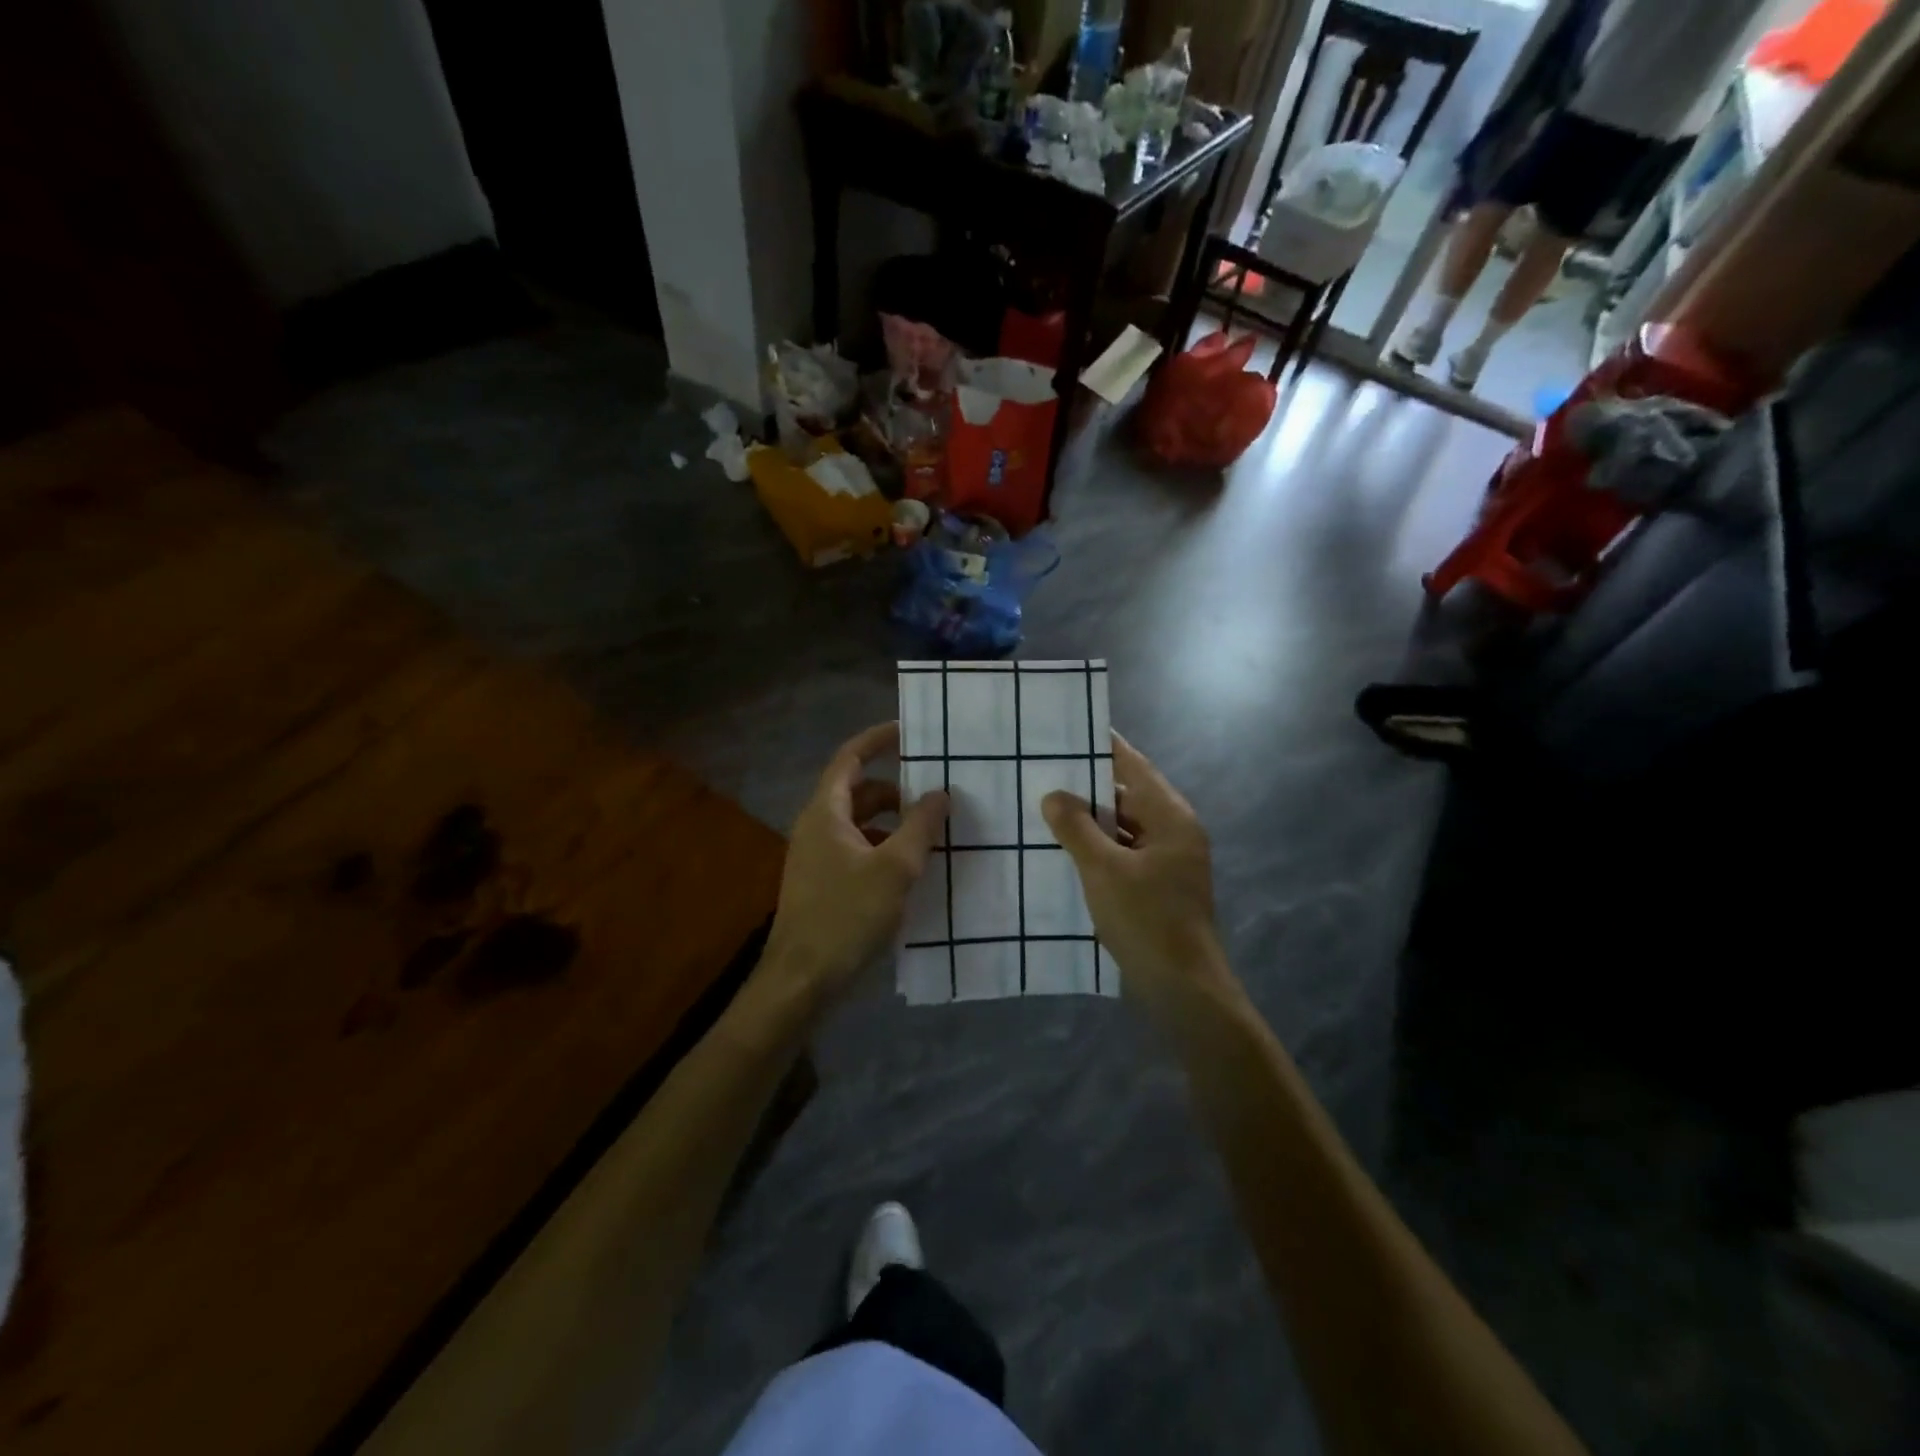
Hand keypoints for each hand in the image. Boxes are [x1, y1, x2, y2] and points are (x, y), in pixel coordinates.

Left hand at [763, 722, 948, 1003]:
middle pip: (857, 791)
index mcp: (825, 812)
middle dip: (896, 789)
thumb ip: (920, 826)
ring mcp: (816, 857)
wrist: (801, 981)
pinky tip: (910, 870)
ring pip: (859, 824)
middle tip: (934, 792)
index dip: (877, 739)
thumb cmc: (846, 916)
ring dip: (892, 823)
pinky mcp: (823, 884)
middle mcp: (816, 827)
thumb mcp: (894, 868)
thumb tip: (941, 792)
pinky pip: (857, 850)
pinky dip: (883, 849)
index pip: (850, 758)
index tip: (909, 731)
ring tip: (930, 833)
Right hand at [1041, 734, 1231, 1013]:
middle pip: (1129, 795)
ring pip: (1125, 827)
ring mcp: (1169, 862)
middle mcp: (1175, 832)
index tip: (1070, 730)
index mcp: (1171, 818)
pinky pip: (1125, 853)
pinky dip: (1099, 848)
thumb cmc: (1146, 920)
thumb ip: (1076, 828)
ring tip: (1047, 806)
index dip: (1104, 747)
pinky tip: (1065, 850)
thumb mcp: (1103, 870)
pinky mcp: (1159, 887)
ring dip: (1091, 820)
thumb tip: (1054, 795)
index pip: (1134, 766)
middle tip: (1045, 770)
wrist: (1183, 989)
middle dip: (1088, 785)